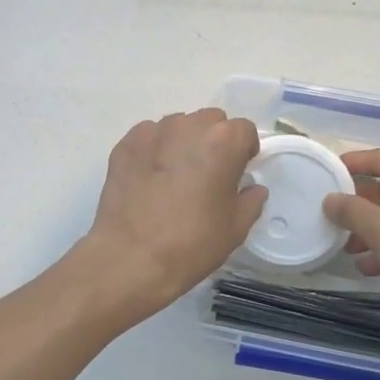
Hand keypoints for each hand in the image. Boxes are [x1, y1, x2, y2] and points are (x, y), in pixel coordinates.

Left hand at [79, 109, 265, 317]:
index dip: (244, 150)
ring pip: (178, 126)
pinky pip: (149, 138)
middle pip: (210, 121)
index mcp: (222, 141)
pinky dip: (154, 151)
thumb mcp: (235, 228)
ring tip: (175, 177)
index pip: (243, 129)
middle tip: (208, 174)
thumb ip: (251, 200)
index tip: (238, 171)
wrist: (131, 258)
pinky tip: (150, 179)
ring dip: (183, 143)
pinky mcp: (125, 144)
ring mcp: (152, 132)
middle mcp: (188, 126)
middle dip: (214, 141)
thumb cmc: (192, 244)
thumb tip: (253, 189)